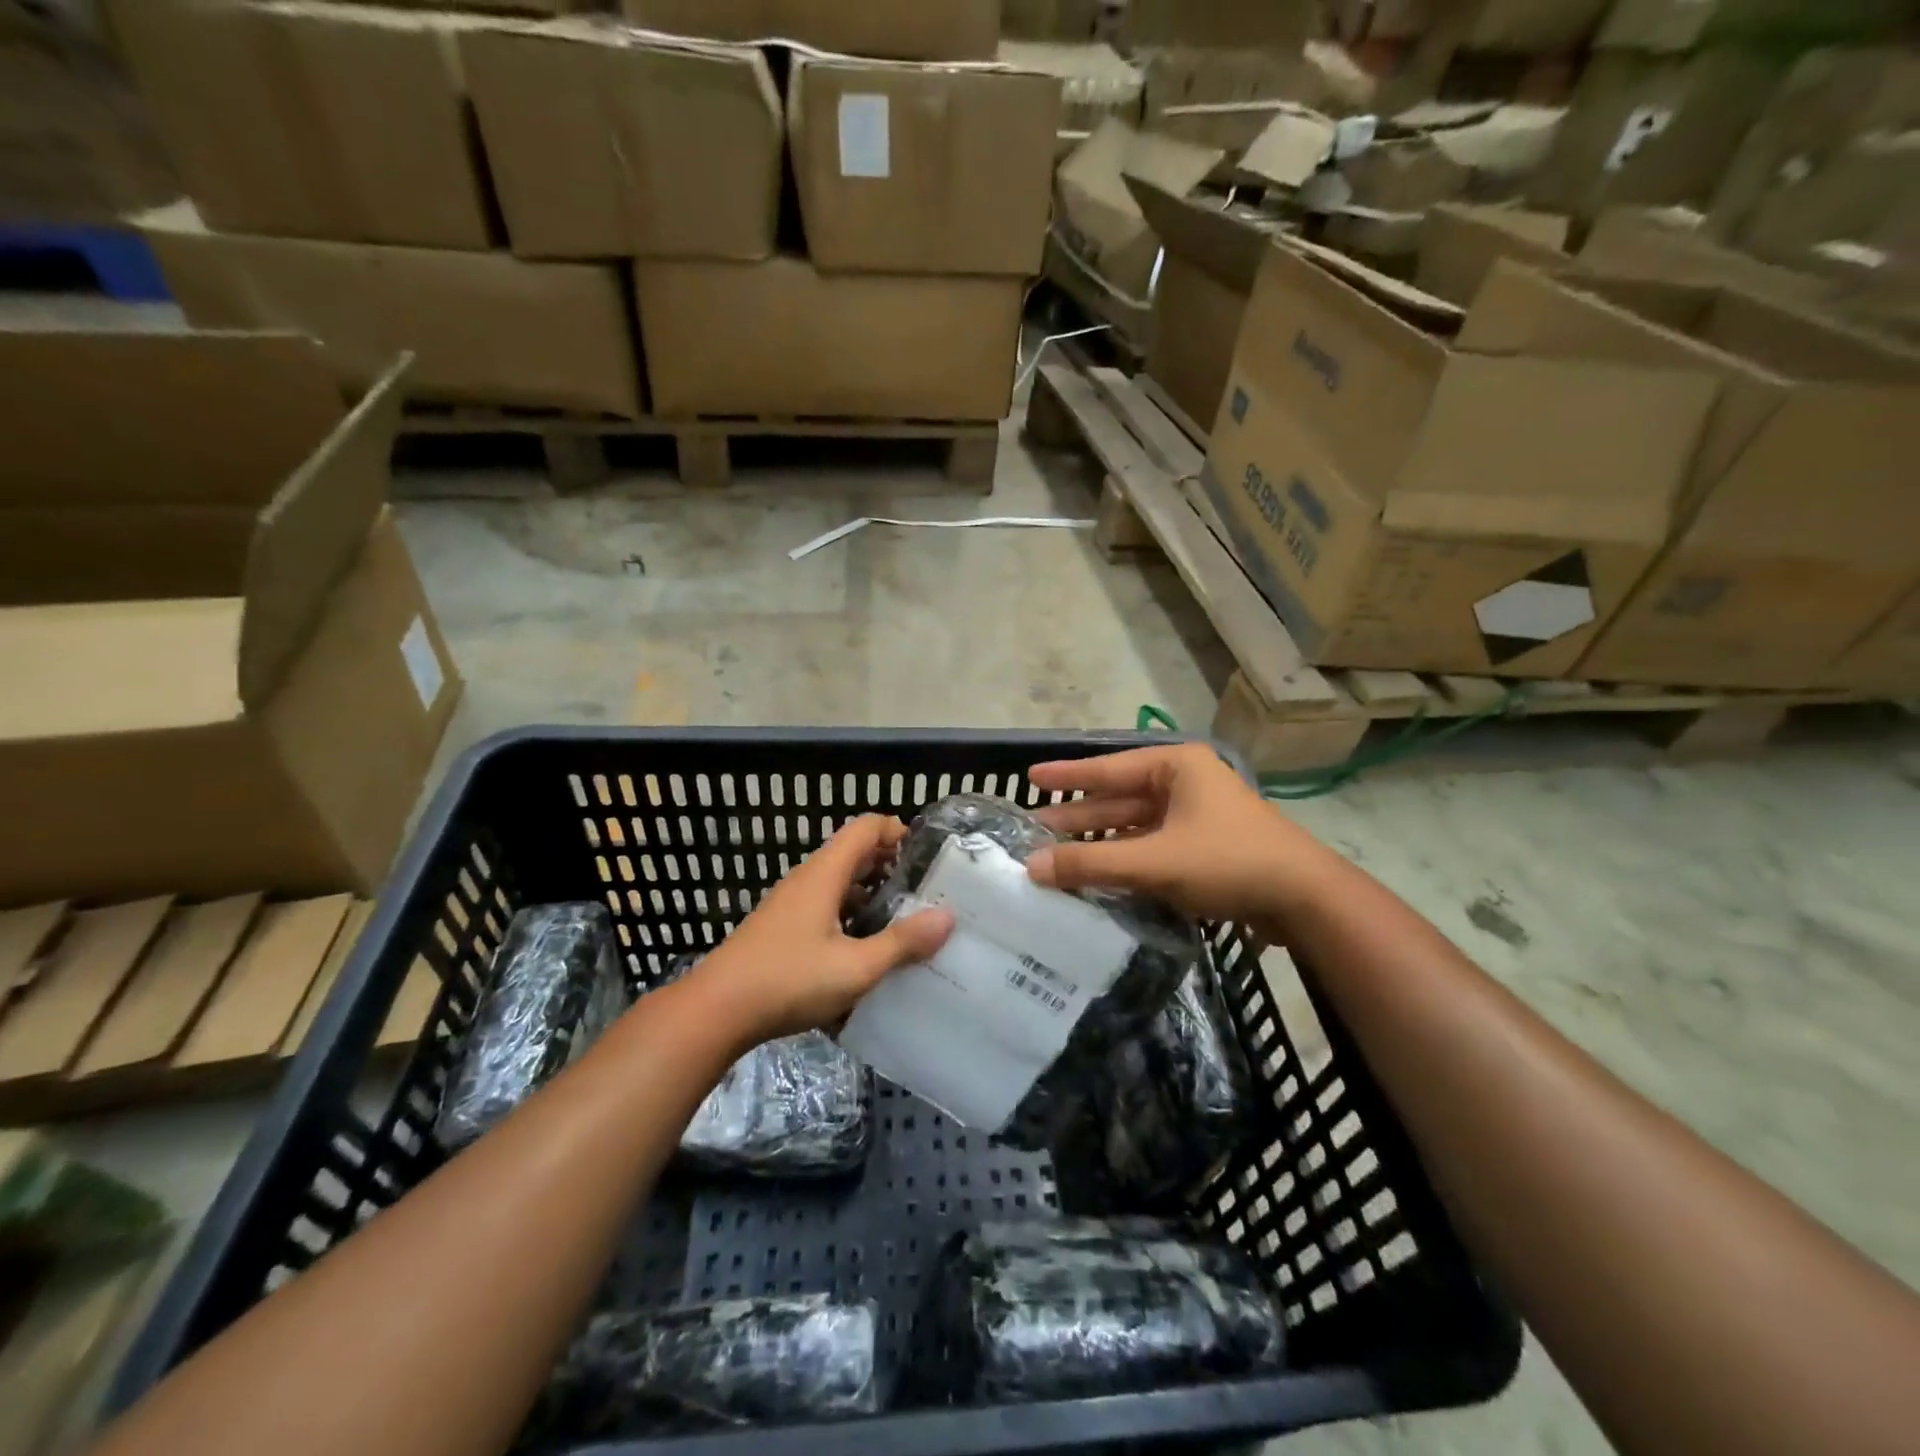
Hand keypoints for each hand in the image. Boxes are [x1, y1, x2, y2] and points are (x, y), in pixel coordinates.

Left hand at [690, 815, 952, 1044]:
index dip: (898, 831)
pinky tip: (863, 948)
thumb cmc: (788, 981)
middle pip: (853, 853)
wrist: (714, 1012)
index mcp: (824, 875)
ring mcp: (790, 904)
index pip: (865, 828)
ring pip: (838, 882)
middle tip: (924, 889)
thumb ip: (902, 943)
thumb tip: (947, 918)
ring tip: (902, 918)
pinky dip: (849, 913)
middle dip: (890, 864)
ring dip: (870, 892)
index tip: (927, 855)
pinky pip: (824, 906)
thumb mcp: (855, 967)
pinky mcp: (780, 929)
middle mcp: (807, 880)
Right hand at [1025, 743, 1332, 926]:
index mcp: (1176, 767)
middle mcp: (1184, 783)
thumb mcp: (1155, 861)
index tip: (1030, 776)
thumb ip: (1091, 864)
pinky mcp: (1203, 847)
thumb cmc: (1228, 861)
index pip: (1108, 769)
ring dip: (1099, 842)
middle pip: (1119, 798)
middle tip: (1035, 827)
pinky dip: (1124, 859)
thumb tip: (1031, 867)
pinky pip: (1151, 847)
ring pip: (1134, 826)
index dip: (1067, 775)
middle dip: (1078, 816)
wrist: (1305, 900)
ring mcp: (1196, 816)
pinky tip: (1096, 874)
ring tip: (1055, 855)